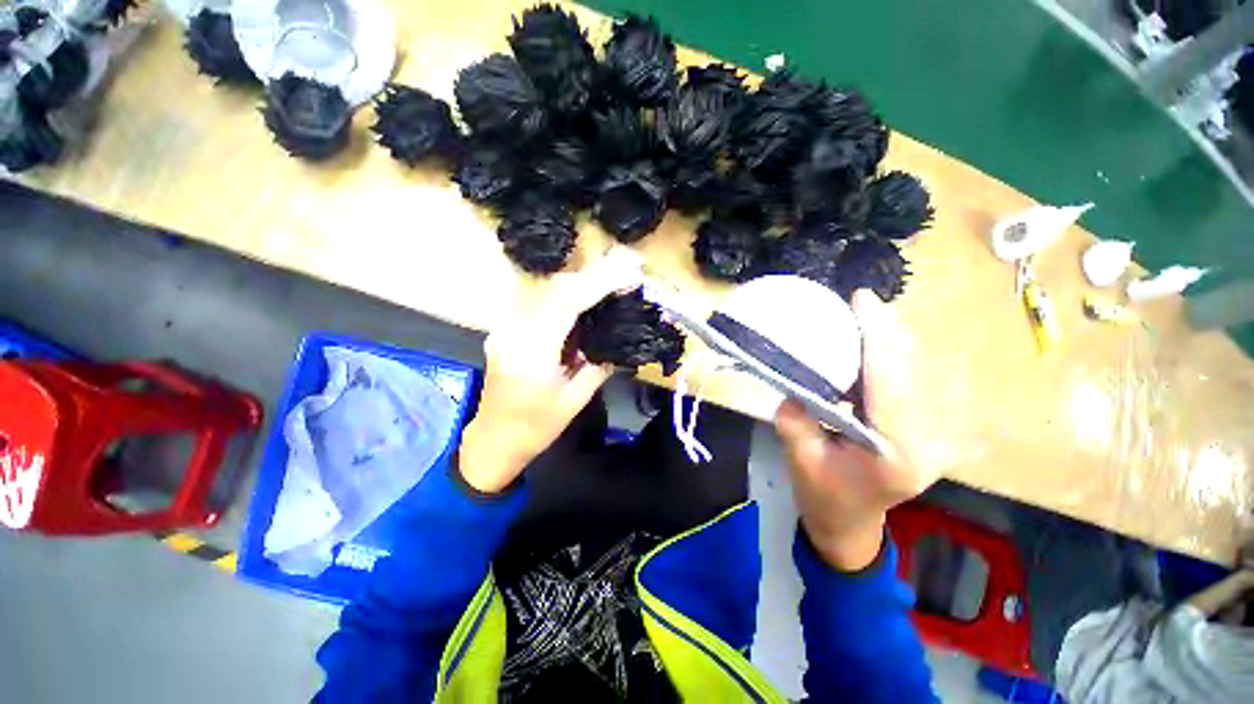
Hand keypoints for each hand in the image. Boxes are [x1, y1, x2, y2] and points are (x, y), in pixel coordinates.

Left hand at [459, 250, 643, 492]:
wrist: (492, 440)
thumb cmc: (535, 428)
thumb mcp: (575, 401)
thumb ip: (599, 367)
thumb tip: (622, 341)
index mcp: (532, 353)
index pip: (566, 304)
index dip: (599, 284)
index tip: (628, 273)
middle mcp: (514, 332)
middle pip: (554, 289)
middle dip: (592, 277)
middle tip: (624, 270)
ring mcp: (505, 328)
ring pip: (546, 291)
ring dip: (580, 283)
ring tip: (609, 282)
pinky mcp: (506, 330)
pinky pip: (539, 302)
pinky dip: (565, 296)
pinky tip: (583, 300)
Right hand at [773, 289, 937, 569]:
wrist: (850, 522)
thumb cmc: (824, 497)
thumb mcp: (801, 461)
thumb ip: (796, 421)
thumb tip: (794, 382)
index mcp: (897, 454)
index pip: (890, 384)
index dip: (877, 338)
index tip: (863, 302)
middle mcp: (928, 441)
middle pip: (912, 370)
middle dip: (888, 331)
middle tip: (860, 304)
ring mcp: (936, 436)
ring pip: (919, 371)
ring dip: (892, 339)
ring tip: (865, 316)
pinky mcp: (929, 429)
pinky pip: (914, 380)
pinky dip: (893, 355)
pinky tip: (876, 342)